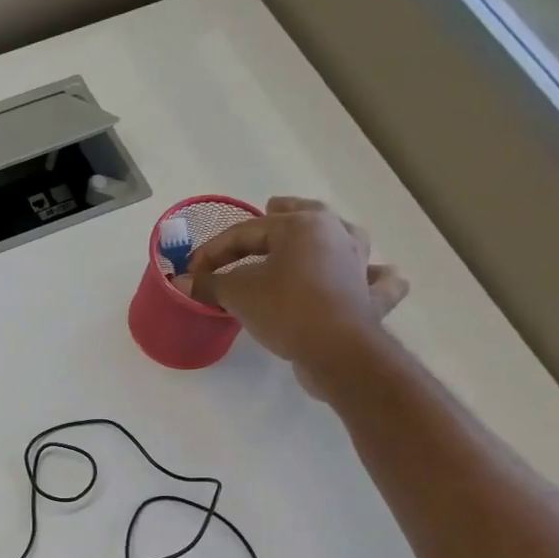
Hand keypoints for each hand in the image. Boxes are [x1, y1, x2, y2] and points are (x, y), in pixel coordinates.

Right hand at [189, 196, 407, 396]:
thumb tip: (180, 283)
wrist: (336, 350)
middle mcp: (335, 234)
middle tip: (268, 207)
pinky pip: (378, 280)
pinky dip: (374, 276)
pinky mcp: (370, 296)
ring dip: (328, 234)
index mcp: (301, 225)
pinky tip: (369, 276)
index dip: (214, 250)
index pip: (246, 231)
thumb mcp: (237, 294)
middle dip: (282, 212)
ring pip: (344, 237)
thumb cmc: (284, 308)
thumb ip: (209, 284)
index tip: (192, 270)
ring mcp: (359, 263)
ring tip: (315, 235)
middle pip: (304, 215)